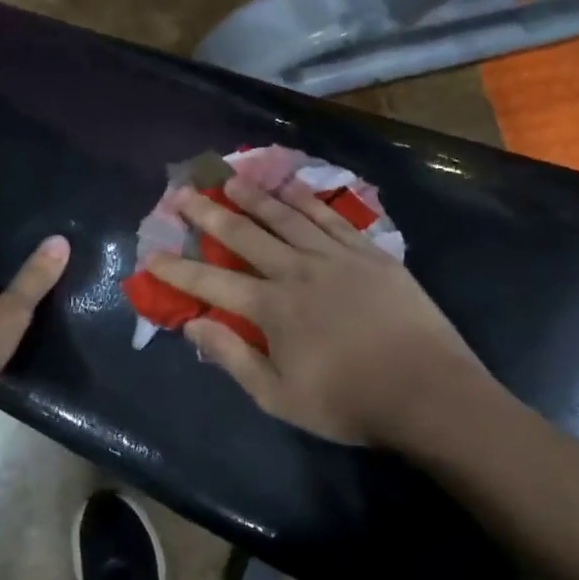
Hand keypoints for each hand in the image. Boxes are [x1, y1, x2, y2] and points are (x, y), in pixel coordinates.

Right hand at [146, 176, 497, 446]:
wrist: (428, 391)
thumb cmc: (349, 402)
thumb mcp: (279, 396)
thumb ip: (233, 357)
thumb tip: (193, 324)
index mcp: (271, 309)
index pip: (211, 282)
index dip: (177, 268)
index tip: (151, 253)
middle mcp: (296, 271)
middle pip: (244, 235)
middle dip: (209, 213)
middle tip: (184, 193)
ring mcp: (335, 256)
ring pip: (285, 216)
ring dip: (253, 196)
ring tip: (230, 177)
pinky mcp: (368, 252)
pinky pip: (329, 217)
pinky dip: (305, 199)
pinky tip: (290, 186)